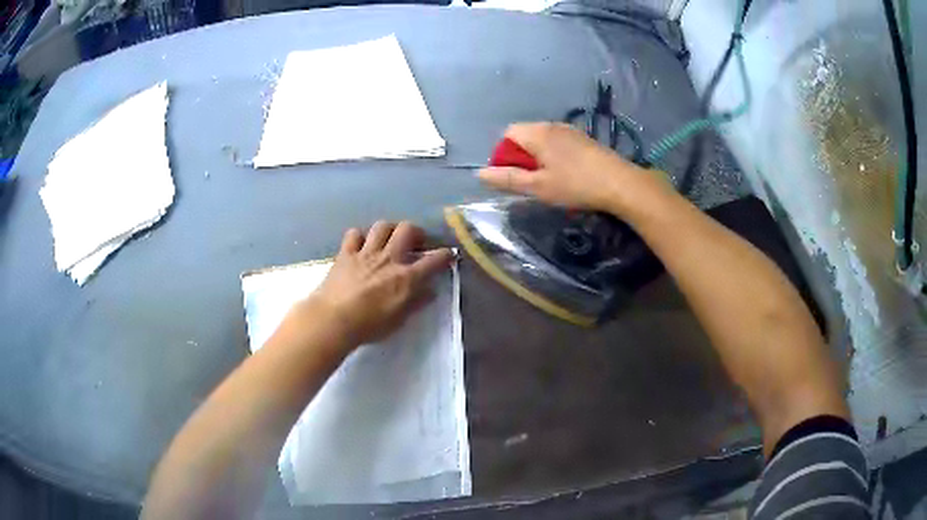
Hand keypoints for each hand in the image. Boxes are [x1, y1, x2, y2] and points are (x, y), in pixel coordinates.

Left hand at [289, 221, 453, 352]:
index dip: (445, 255)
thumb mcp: (399, 320)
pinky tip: (360, 246)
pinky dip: (359, 237)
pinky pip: (354, 234)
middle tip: (414, 243)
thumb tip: (430, 291)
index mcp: (406, 277)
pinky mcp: (346, 254)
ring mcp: (366, 253)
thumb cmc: (369, 326)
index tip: (448, 255)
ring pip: (382, 226)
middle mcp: (389, 258)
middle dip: (415, 232)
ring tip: (388, 240)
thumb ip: (416, 302)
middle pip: (407, 229)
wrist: (334, 320)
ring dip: (389, 230)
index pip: (434, 260)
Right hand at [478, 123, 665, 215]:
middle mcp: (552, 125)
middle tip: (531, 181)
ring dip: (538, 157)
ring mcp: (570, 130)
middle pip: (525, 134)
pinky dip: (554, 156)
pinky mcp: (584, 139)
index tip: (514, 176)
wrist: (620, 184)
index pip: (508, 134)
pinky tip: (567, 174)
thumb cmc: (576, 185)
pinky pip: (558, 142)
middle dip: (521, 156)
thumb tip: (480, 174)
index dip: (504, 154)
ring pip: (542, 139)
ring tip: (550, 180)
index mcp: (538, 133)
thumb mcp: (538, 187)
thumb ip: (507, 179)